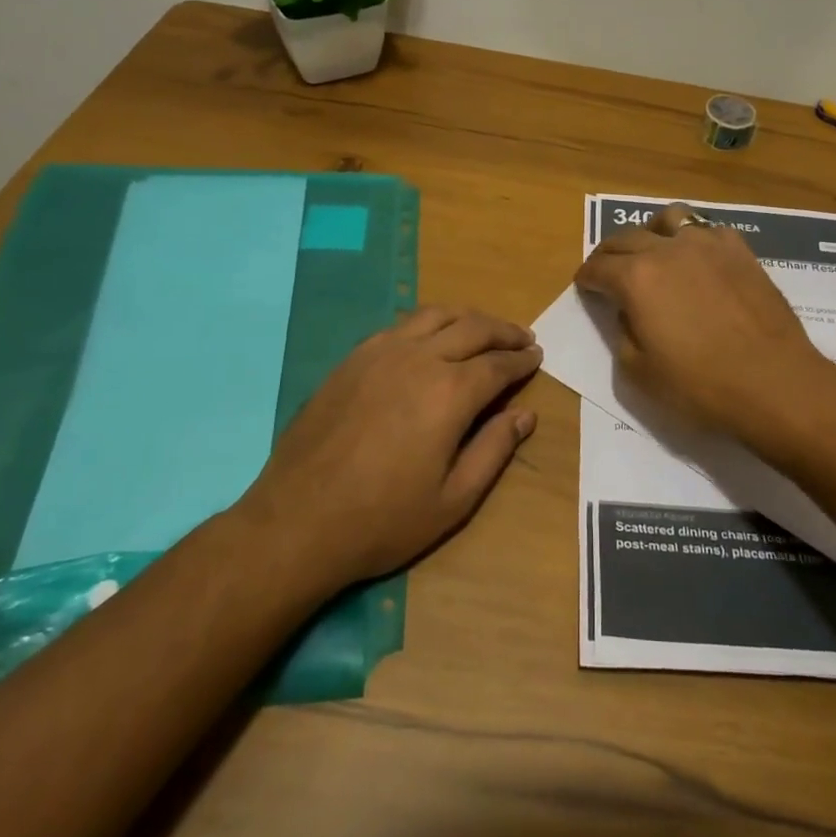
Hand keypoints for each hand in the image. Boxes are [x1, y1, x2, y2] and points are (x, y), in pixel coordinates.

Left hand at [236, 306, 542, 589]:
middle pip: (472, 328)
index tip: (537, 357)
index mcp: (450, 393)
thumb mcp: (454, 500)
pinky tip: (432, 337)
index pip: (498, 365)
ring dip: (467, 317)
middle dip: (503, 331)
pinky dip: (429, 322)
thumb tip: (526, 414)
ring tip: (484, 328)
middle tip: (522, 338)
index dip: (521, 360)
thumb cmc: (384, 519)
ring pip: (435, 315)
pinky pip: (401, 325)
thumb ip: (494, 450)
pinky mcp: (353, 359)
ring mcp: (381, 353)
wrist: (298, 521)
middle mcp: (419, 359)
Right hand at [574, 204, 830, 442]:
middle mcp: (668, 249)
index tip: (584, 285)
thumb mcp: (639, 372)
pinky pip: (708, 231)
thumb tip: (628, 311)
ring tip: (652, 250)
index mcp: (636, 278)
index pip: (598, 267)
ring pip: (669, 219)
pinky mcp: (741, 251)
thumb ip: (623, 333)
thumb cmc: (699, 386)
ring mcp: (708, 245)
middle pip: (626, 238)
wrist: (773, 383)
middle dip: (609, 254)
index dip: (586, 278)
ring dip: (651, 232)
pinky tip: (698, 260)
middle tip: (606, 269)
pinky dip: (693, 240)